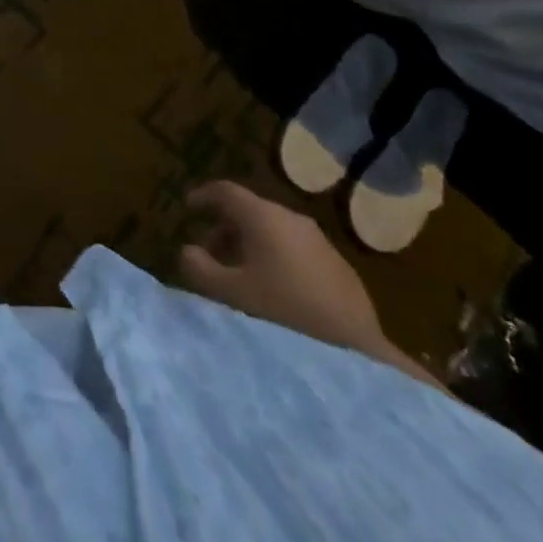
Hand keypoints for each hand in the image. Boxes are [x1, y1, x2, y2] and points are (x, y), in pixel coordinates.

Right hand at [179, 181, 388, 358]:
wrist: (355, 350)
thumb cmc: (283, 314)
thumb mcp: (232, 294)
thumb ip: (201, 270)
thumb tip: (187, 251)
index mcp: (263, 216)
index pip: (226, 191)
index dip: (203, 196)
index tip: (188, 208)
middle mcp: (291, 218)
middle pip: (249, 212)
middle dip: (225, 230)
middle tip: (209, 257)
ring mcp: (318, 241)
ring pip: (273, 232)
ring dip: (250, 247)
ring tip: (240, 279)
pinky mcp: (337, 266)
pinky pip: (295, 250)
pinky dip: (275, 260)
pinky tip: (275, 293)